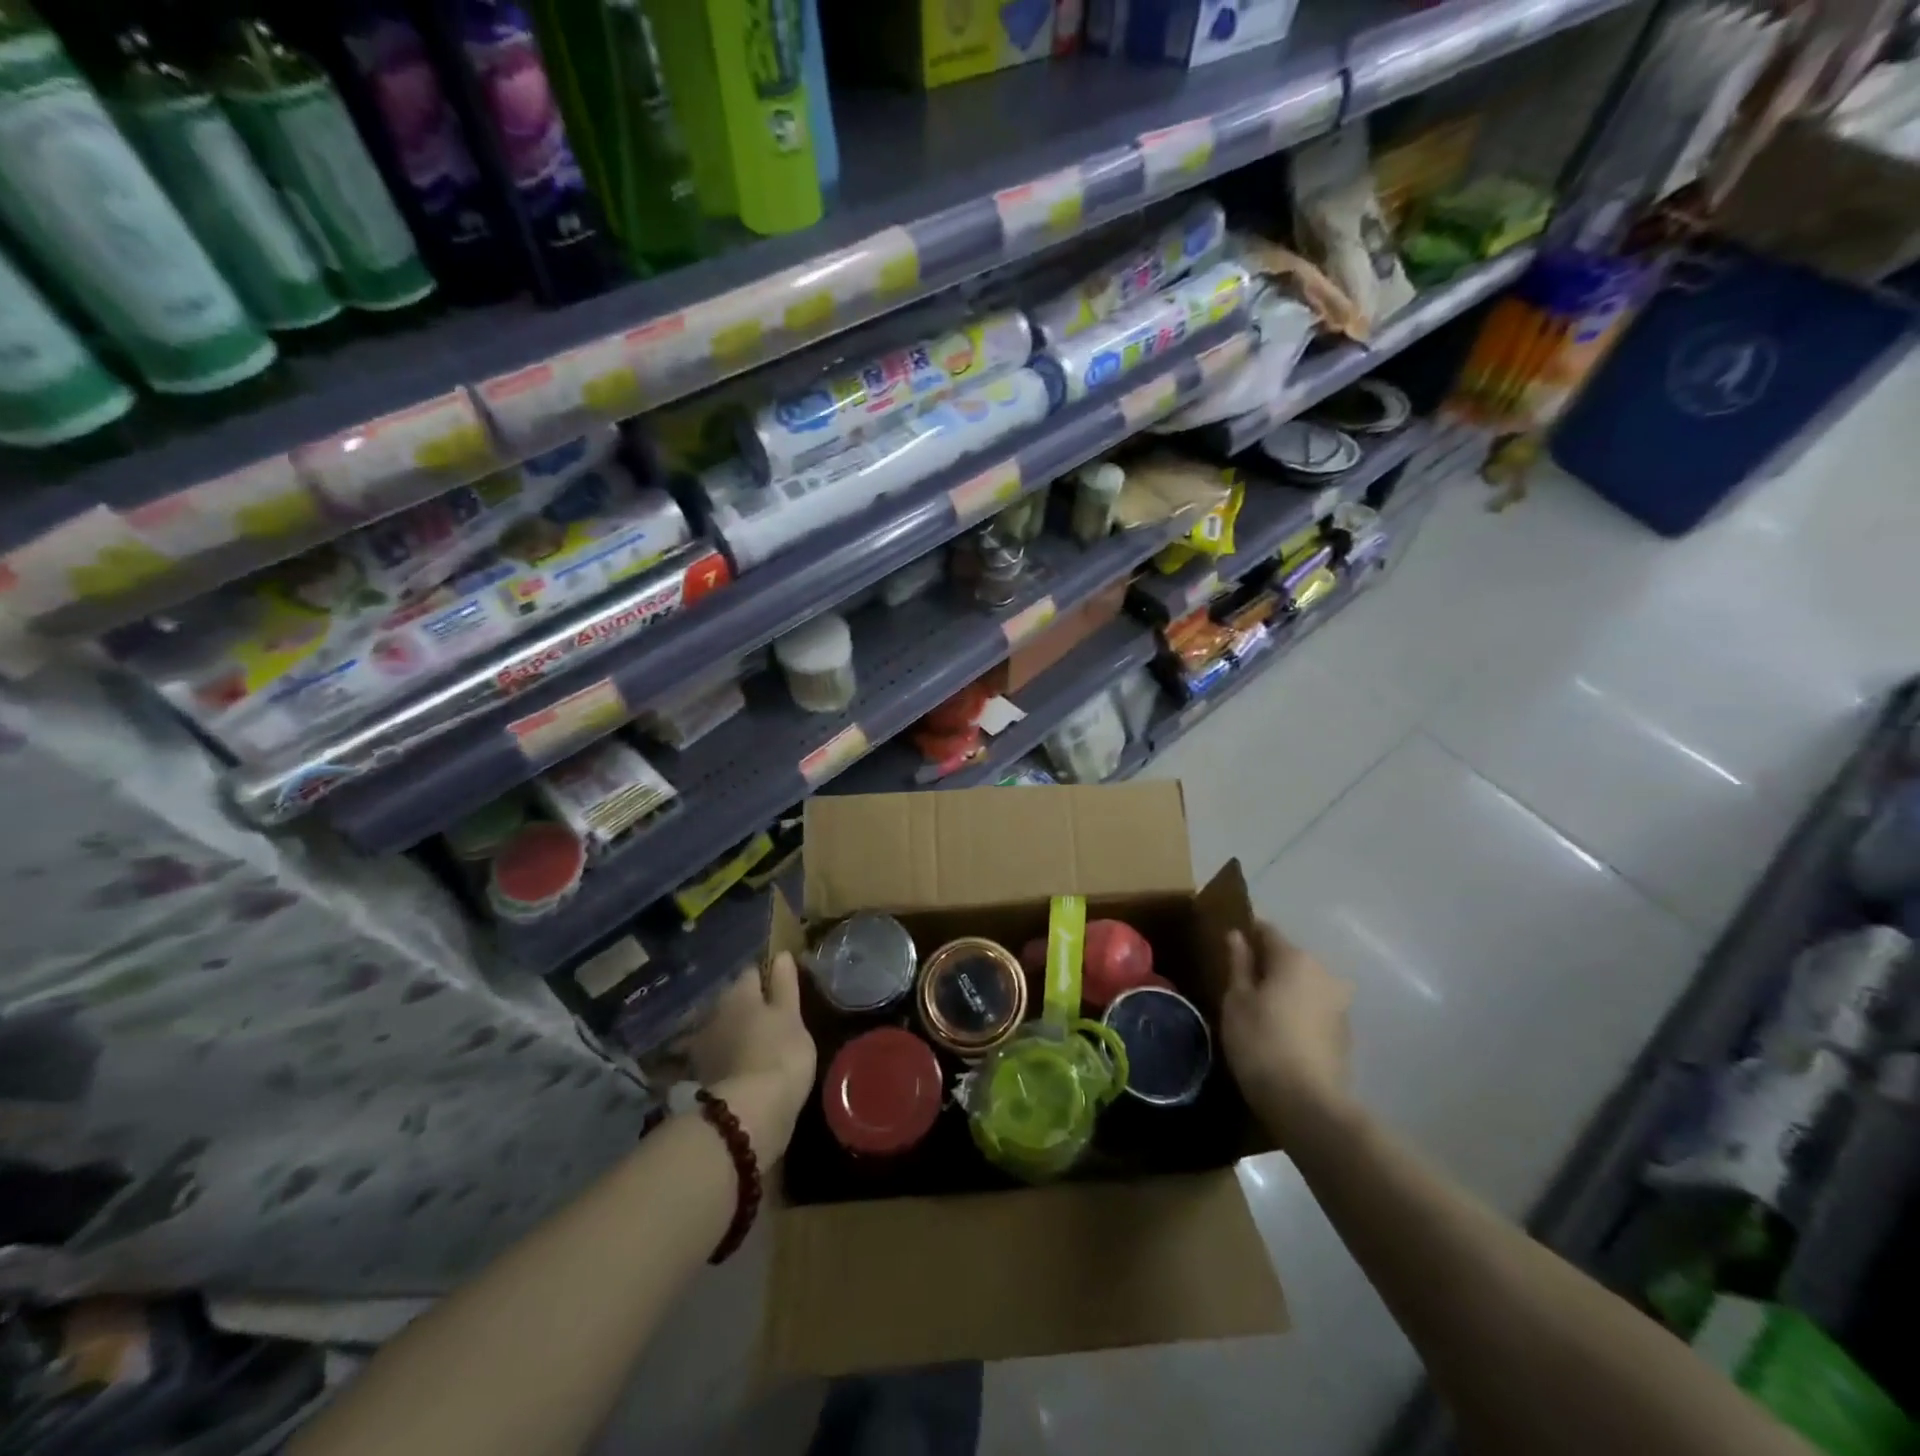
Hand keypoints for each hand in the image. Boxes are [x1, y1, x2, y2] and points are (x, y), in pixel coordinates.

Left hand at [683, 953, 816, 1159]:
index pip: (752, 972)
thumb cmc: (779, 1054)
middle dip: (747, 1004)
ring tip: (756, 1041)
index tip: (781, 986)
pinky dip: (727, 1056)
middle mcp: (715, 1011)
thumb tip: (780, 955)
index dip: (767, 976)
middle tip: (770, 1015)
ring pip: (722, 1027)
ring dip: (734, 1031)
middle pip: (733, 999)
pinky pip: (716, 1055)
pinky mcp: (700, 1075)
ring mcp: (703, 1045)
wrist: (748, 1115)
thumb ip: (785, 985)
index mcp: (739, 992)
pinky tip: (741, 1065)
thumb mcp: (792, 1016)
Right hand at [1221, 921, 1353, 1140]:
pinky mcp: (1344, 1032)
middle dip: (1265, 964)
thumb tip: (1237, 935)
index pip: (1267, 931)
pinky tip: (1279, 1030)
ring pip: (1303, 983)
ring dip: (1283, 989)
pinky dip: (1297, 1011)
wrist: (1308, 1104)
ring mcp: (1339, 1003)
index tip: (1226, 947)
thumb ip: (1238, 964)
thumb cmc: (1261, 1042)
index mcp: (1295, 958)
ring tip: (1257, 1009)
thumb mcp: (1237, 1000)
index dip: (1246, 934)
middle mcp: (1324, 972)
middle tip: (1238, 982)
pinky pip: (1314, 1007)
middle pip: (1288, 957)